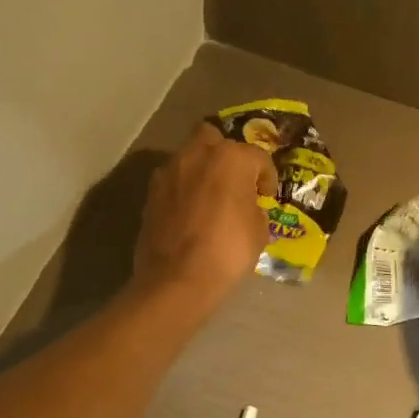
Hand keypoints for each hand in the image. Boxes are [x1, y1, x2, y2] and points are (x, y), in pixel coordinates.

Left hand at [132, 122, 277, 313]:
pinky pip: (173, 180)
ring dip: (201, 171)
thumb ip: (255, 208)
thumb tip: (247, 207)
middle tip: (234, 181)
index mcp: (231, 158)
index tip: (267, 197)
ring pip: (189, 157)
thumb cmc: (228, 251)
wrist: (177, 279)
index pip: (258, 157)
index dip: (267, 178)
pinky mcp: (151, 192)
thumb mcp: (259, 231)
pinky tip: (190, 213)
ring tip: (211, 198)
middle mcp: (197, 154)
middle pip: (214, 139)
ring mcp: (169, 171)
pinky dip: (183, 189)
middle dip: (226, 155)